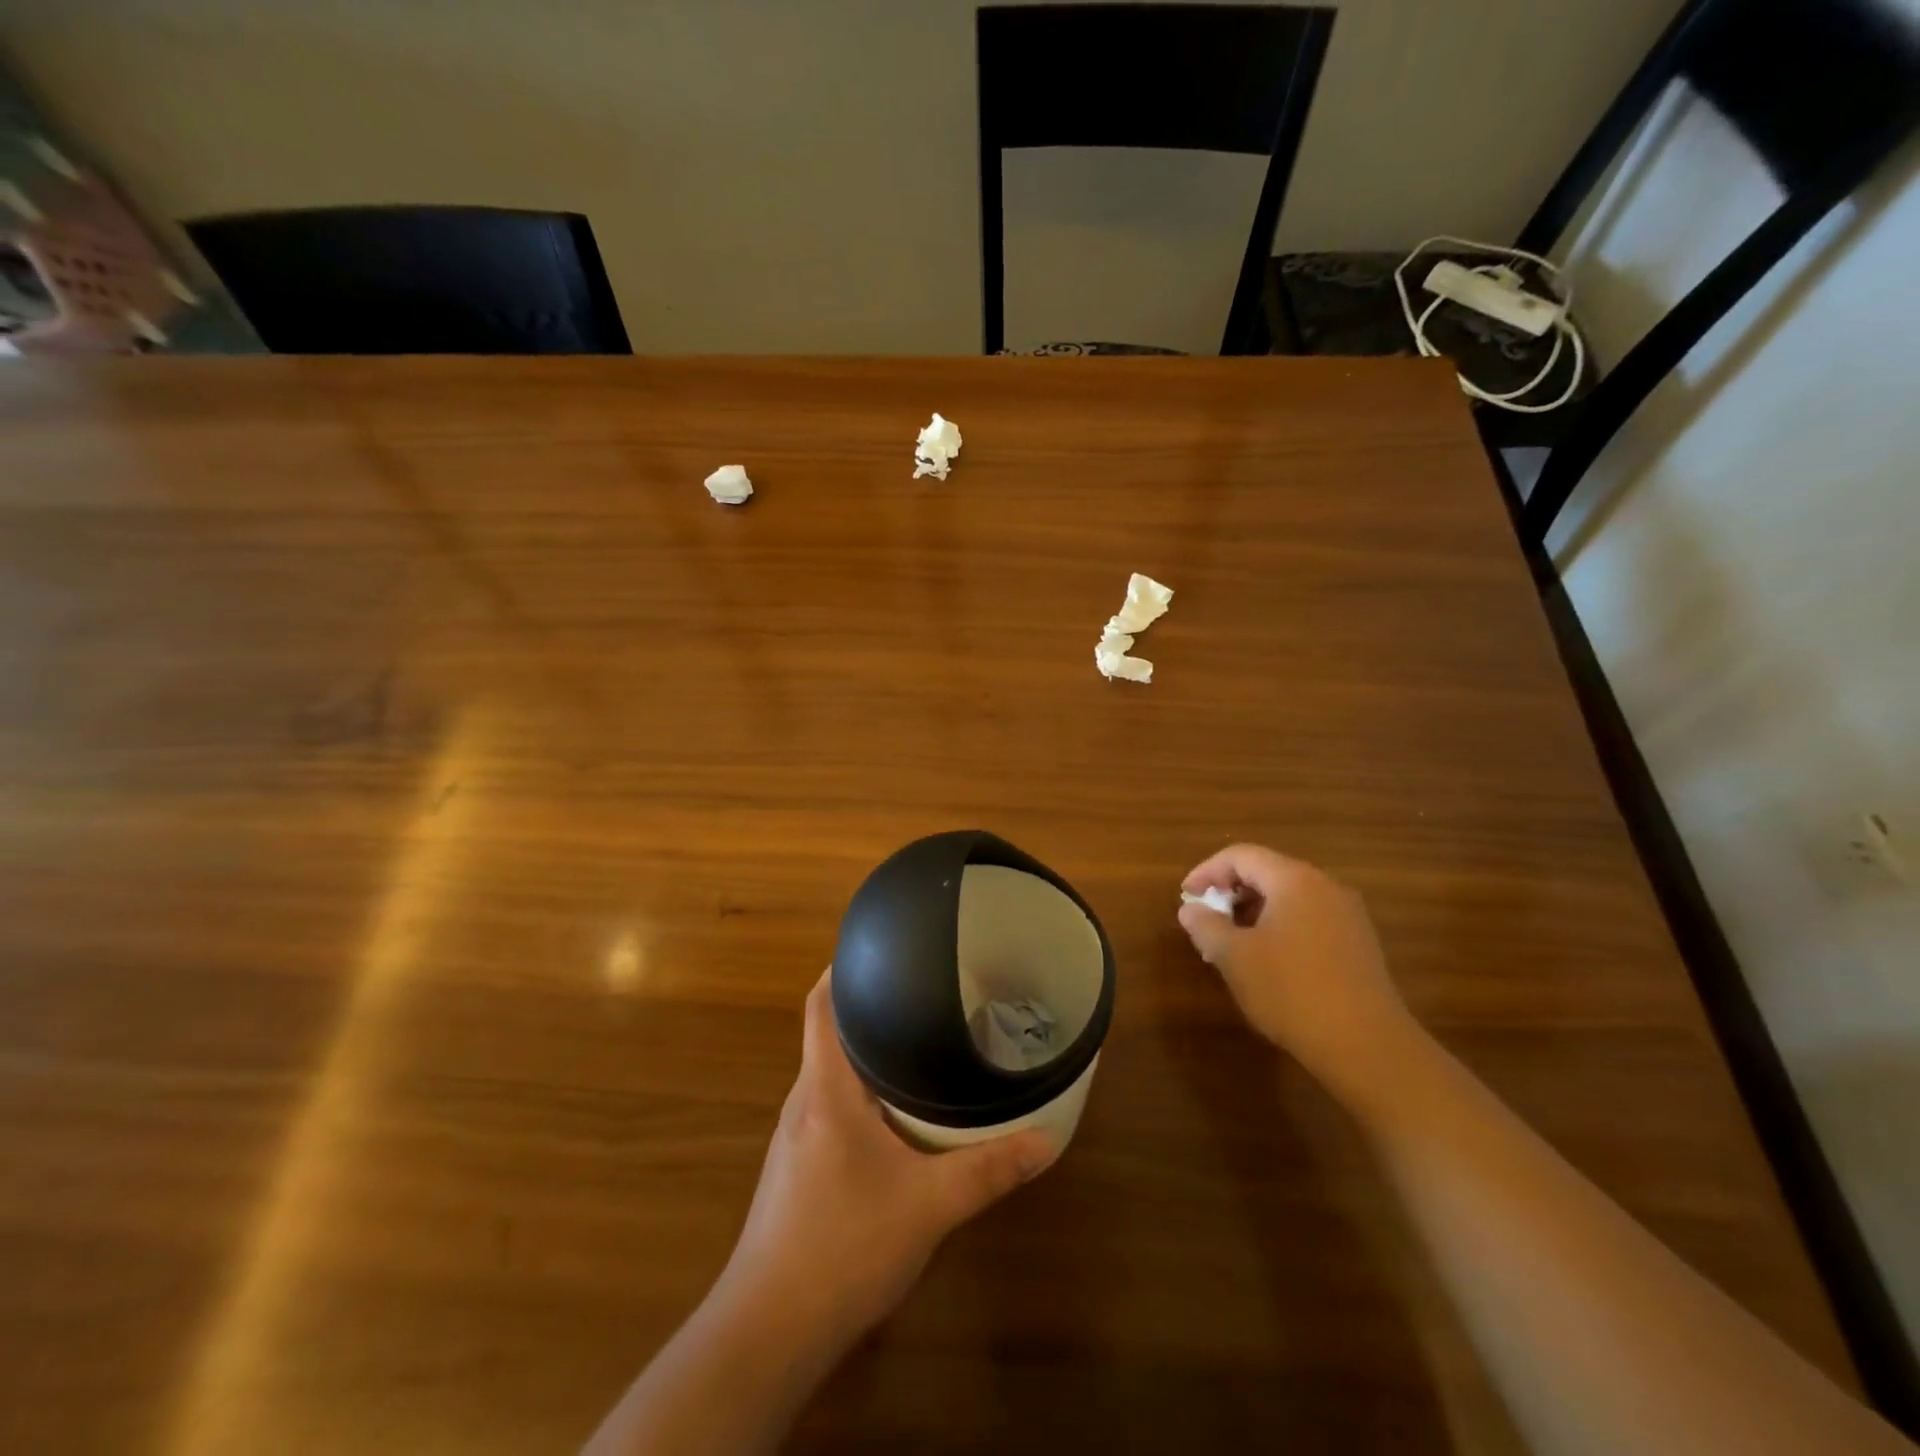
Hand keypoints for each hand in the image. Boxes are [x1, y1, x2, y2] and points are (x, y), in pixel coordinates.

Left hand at [718, 971, 1060, 1352]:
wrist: (769, 1330)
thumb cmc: (843, 1245)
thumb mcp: (928, 1206)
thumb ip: (987, 1170)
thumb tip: (1047, 1141)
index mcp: (825, 1088)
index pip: (820, 1006)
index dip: (843, 970)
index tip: (882, 949)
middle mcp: (803, 1101)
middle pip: (828, 1033)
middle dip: (870, 1009)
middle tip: (923, 993)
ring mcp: (793, 1136)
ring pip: (829, 1073)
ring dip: (865, 1054)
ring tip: (915, 1042)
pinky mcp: (795, 1167)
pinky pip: (828, 1107)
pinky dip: (858, 1093)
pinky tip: (892, 1114)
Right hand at [1178, 844, 1417, 1100]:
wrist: (1367, 1047)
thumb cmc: (1291, 991)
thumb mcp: (1234, 957)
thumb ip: (1206, 925)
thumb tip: (1191, 909)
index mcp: (1294, 880)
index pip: (1241, 856)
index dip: (1207, 871)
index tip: (1186, 897)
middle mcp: (1325, 887)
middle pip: (1267, 872)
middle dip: (1230, 891)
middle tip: (1206, 920)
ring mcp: (1347, 915)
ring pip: (1289, 897)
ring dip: (1254, 911)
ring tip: (1231, 943)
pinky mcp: (1358, 943)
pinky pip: (1309, 918)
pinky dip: (1280, 926)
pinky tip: (1268, 960)